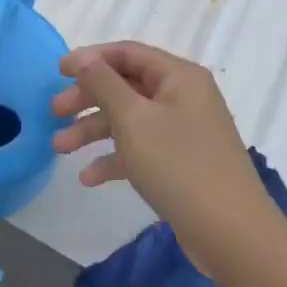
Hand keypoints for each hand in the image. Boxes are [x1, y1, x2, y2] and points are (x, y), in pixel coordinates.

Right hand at [50, 42, 274, 278]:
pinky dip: (114, 158)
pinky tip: (88, 178)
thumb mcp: (133, 119)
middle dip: (88, 98)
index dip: (90, 59)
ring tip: (59, 148)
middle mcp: (184, 98)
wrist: (231, 233)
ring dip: (94, 131)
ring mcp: (184, 132)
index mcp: (179, 77)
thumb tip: (84, 57)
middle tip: (54, 113)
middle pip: (126, 86)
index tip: (57, 72)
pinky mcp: (181, 164)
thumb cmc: (179, 165)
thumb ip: (104, 83)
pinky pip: (141, 150)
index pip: (128, 53)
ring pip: (130, 120)